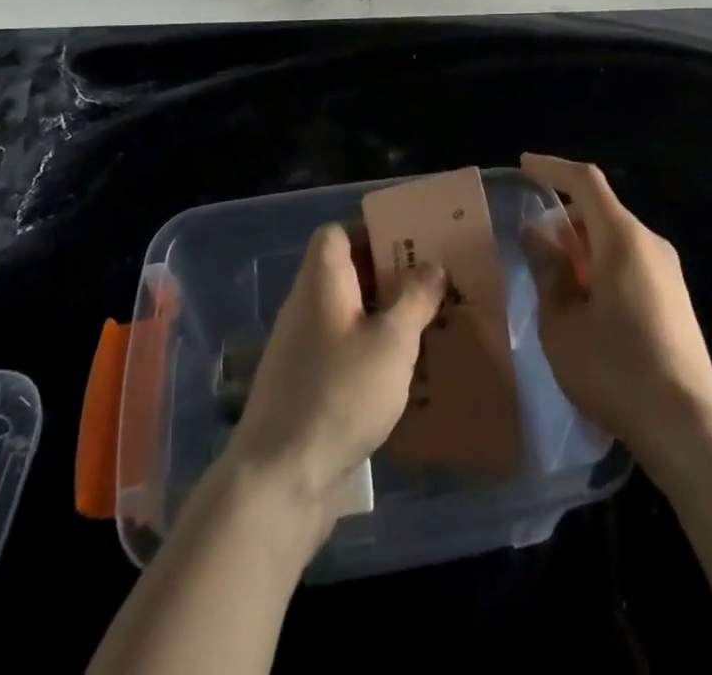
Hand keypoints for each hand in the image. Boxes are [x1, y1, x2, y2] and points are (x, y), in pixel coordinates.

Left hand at [221, 223, 444, 534]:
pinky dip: (370, 354)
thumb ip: (415, 299)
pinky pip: (342, 352)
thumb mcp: (392, 342)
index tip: (409, 247)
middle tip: (432, 288)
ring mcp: (302, 349)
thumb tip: (432, 265)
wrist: (279, 480)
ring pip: (348, 316)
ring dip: (383, 318)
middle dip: (389, 277)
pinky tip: (401, 377)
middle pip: (346, 274)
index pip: (335, 233)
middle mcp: (306, 307)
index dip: (370, 231)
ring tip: (427, 330)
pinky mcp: (305, 387)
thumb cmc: (339, 394)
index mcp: (321, 281)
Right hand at [521, 153, 711, 465]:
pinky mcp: (675, 298)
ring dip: (582, 246)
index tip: (524, 165)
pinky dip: (602, 265)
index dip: (552, 168)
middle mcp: (650, 243)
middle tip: (532, 246)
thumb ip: (548, 270)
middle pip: (601, 210)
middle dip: (564, 218)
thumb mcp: (561, 322)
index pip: (586, 181)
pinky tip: (586, 305)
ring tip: (555, 281)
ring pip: (615, 238)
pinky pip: (630, 262)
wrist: (686, 427)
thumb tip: (538, 234)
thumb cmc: (614, 369)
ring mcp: (668, 271)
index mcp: (622, 238)